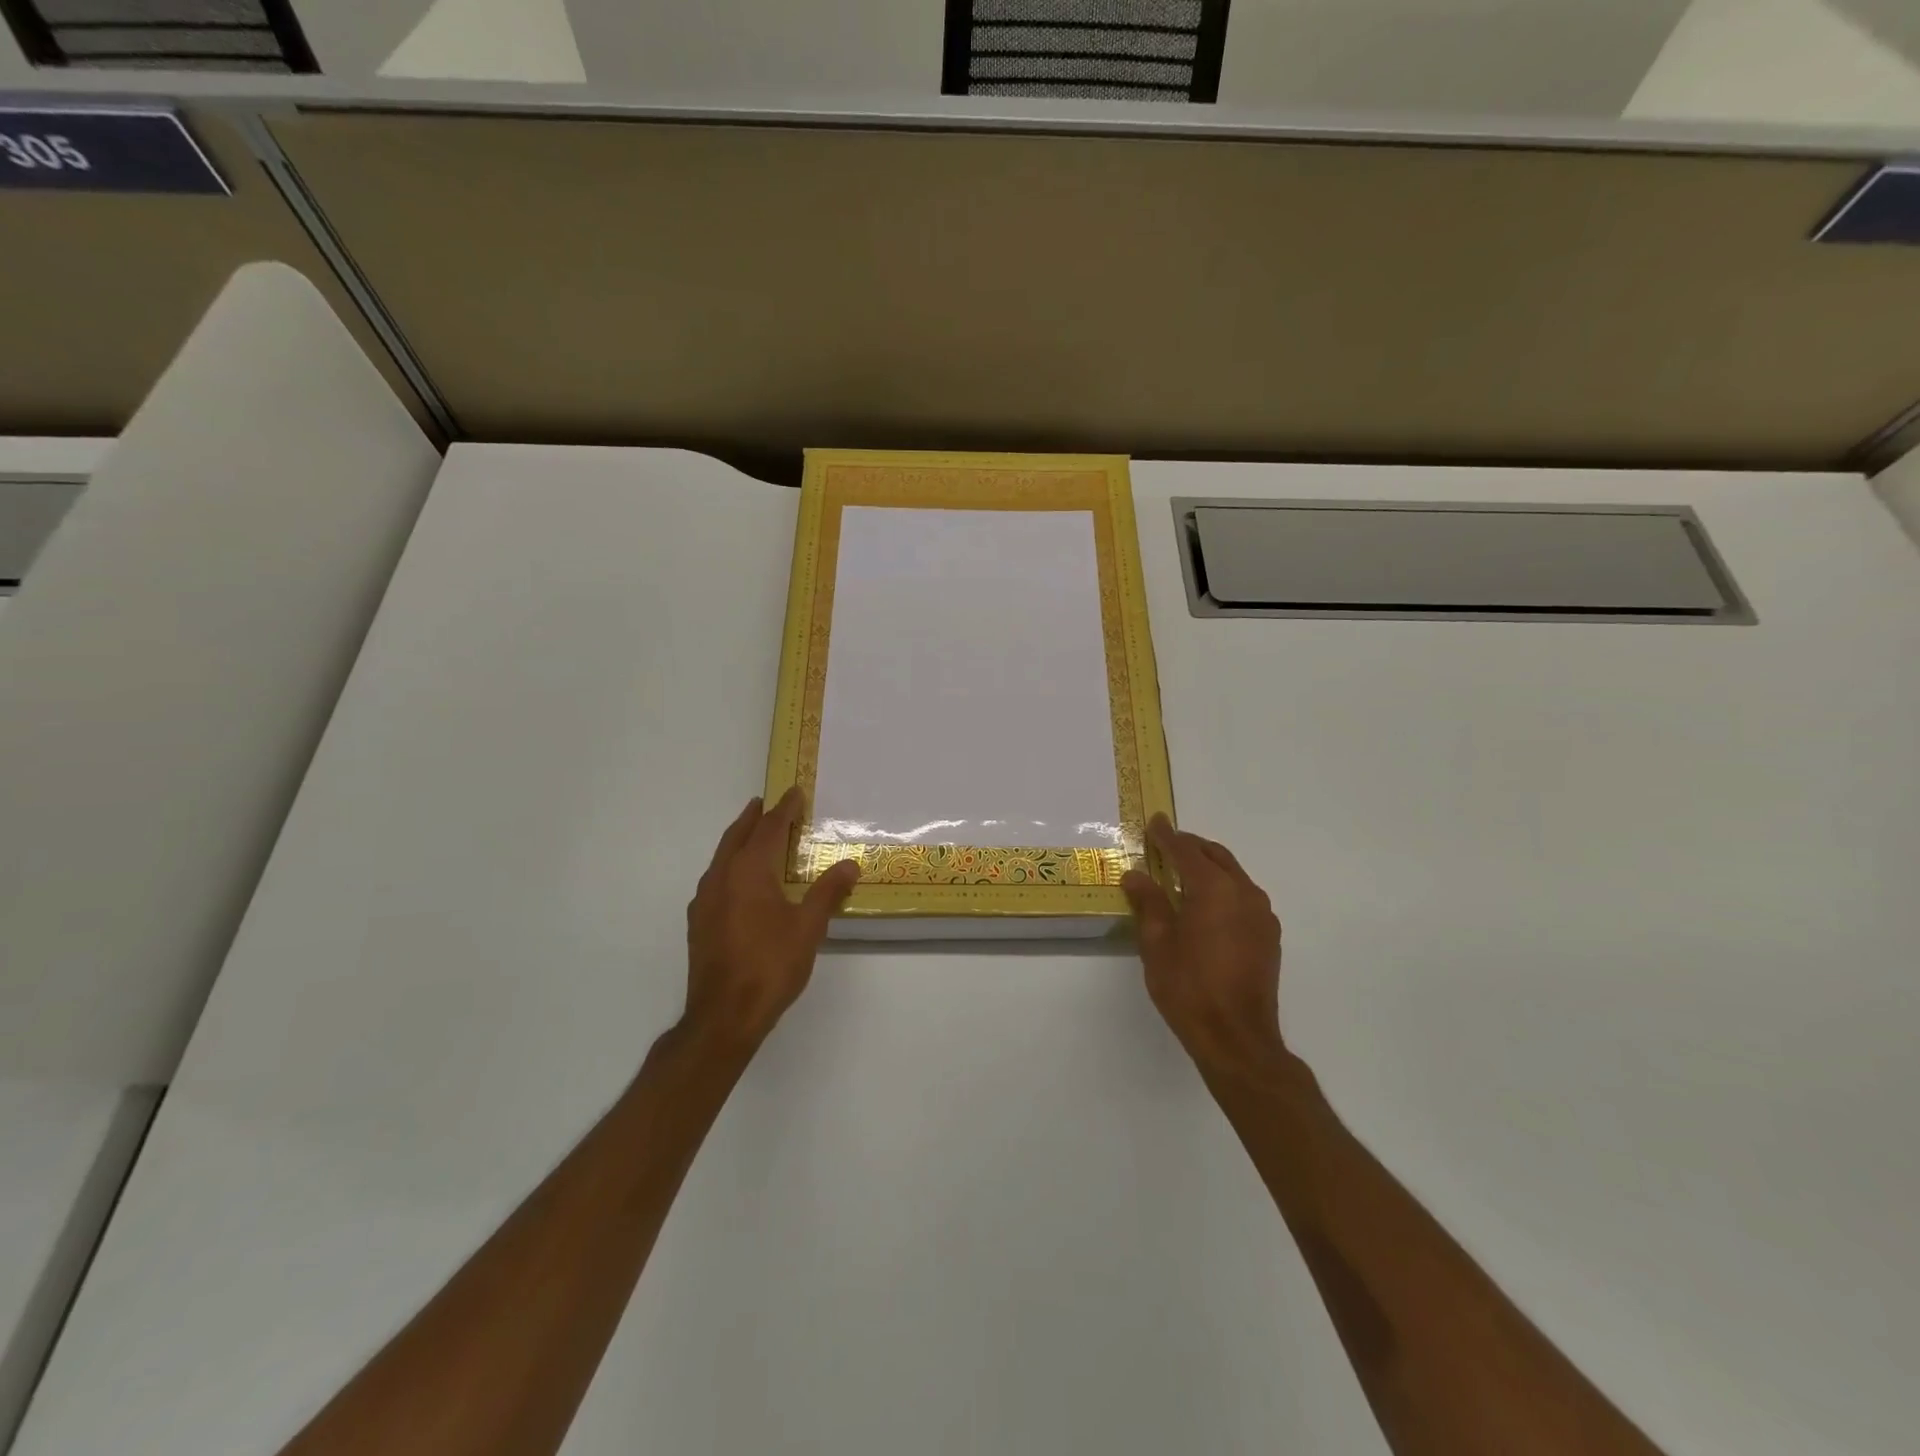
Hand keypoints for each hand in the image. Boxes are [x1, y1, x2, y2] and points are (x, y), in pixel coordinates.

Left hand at [681, 788, 859, 1053]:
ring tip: (754, 836)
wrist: (723, 1016)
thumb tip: (850, 864)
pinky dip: (729, 866)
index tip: (794, 792)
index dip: (784, 809)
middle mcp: (721, 877)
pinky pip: (715, 879)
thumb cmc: (770, 966)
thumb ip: (828, 892)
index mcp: (749, 872)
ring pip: (722, 857)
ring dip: (739, 841)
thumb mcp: (808, 928)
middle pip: (737, 836)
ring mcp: (704, 900)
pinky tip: (739, 882)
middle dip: (753, 818)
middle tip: (766, 804)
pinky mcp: (698, 922)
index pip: (769, 829)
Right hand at [1122, 815, 1285, 1082]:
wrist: (1237, 1038)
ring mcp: (1262, 915)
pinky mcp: (1268, 936)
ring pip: (1233, 875)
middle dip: (1190, 847)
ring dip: (1208, 867)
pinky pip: (1243, 896)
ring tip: (1182, 873)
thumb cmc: (1189, 988)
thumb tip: (1136, 875)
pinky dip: (1223, 888)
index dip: (1167, 836)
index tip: (1153, 822)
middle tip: (1165, 844)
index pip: (1186, 851)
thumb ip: (1148, 902)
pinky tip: (1206, 905)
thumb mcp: (1157, 943)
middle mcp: (1244, 893)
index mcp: (1214, 889)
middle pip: (1215, 856)